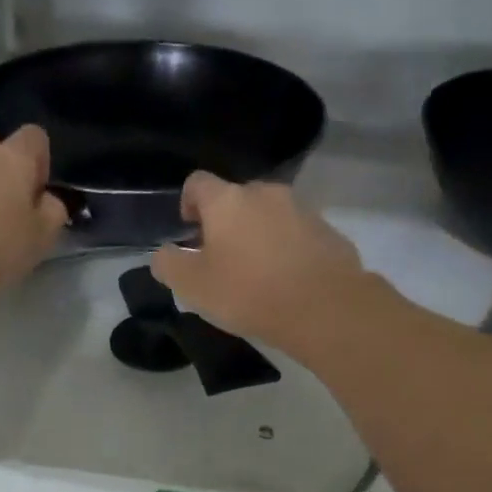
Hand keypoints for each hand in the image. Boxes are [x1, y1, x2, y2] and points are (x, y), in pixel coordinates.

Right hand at [151, 172, 366, 351]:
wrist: (325, 308)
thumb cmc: (249, 293)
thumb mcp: (193, 287)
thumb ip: (169, 265)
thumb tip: (163, 253)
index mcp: (227, 201)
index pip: (197, 183)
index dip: (188, 203)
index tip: (189, 231)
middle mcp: (265, 193)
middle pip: (236, 198)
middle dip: (225, 222)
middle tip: (221, 258)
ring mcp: (301, 209)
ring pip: (269, 215)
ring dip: (257, 234)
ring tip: (256, 271)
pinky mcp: (328, 230)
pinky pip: (297, 233)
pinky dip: (286, 248)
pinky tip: (286, 279)